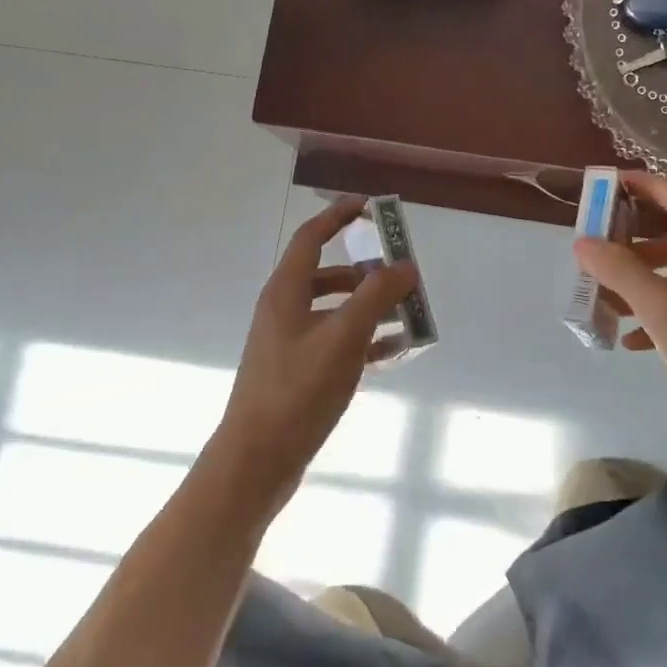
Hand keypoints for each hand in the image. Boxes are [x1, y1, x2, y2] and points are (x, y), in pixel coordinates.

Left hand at [209, 197, 418, 507]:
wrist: (258, 460)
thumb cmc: (298, 389)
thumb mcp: (344, 337)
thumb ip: (376, 296)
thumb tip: (404, 266)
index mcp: (286, 291)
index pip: (311, 237)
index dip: (338, 216)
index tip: (369, 206)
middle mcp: (284, 310)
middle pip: (328, 275)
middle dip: (366, 271)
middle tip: (401, 274)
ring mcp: (289, 343)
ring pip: (335, 311)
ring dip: (369, 307)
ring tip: (408, 314)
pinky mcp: (298, 372)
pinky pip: (336, 342)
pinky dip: (363, 340)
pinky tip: (395, 351)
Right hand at [575, 172, 666, 437]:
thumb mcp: (666, 311)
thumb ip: (622, 273)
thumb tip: (583, 242)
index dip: (644, 186)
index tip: (606, 184)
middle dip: (630, 237)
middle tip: (594, 244)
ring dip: (635, 278)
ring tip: (602, 293)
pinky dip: (648, 316)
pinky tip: (628, 339)